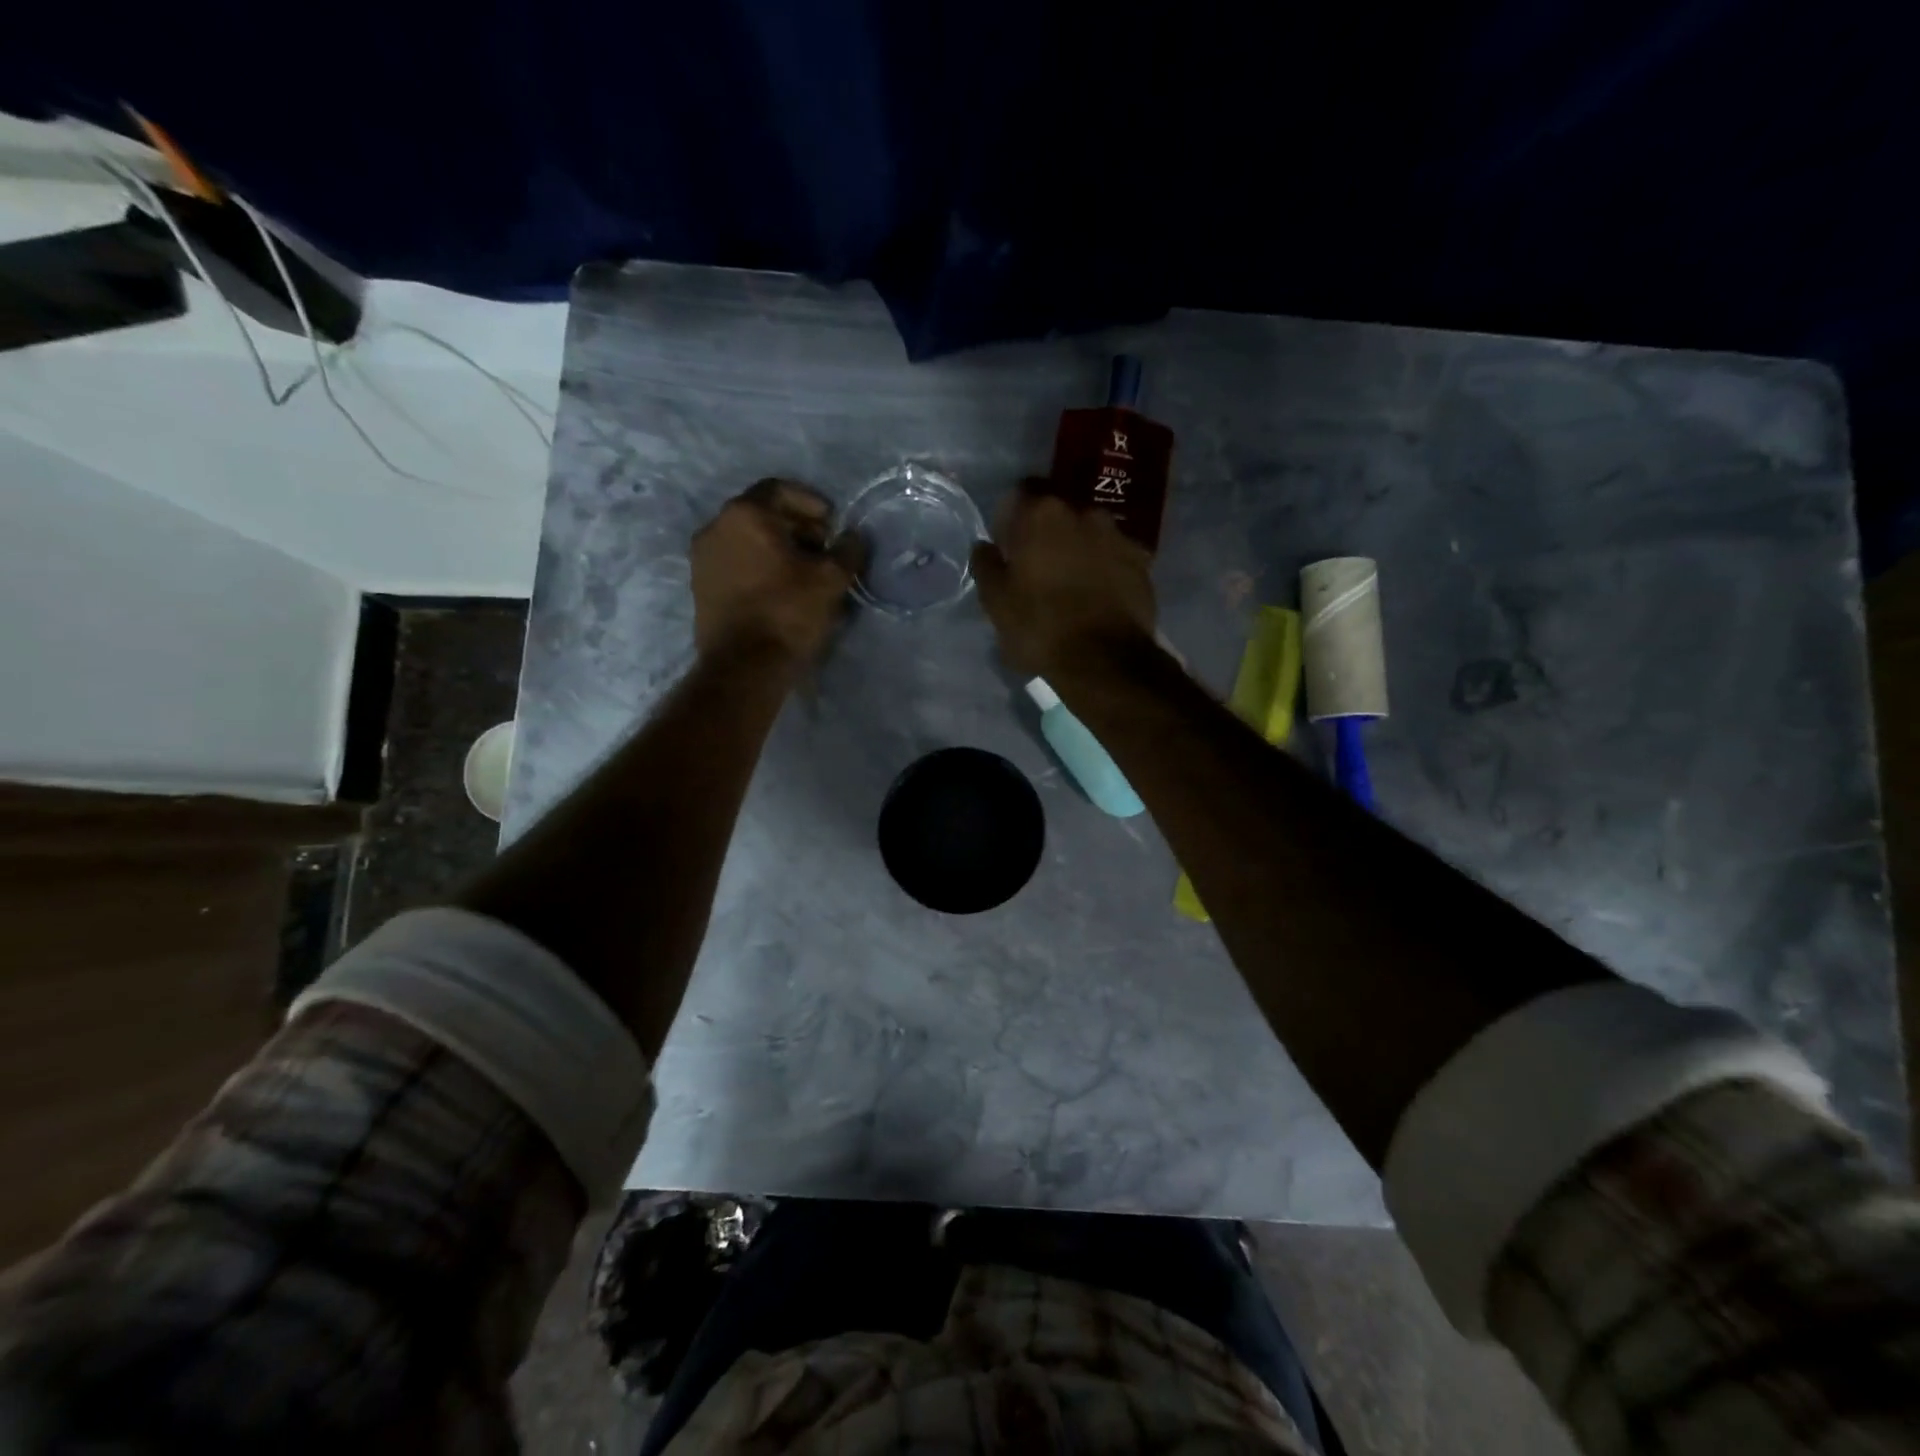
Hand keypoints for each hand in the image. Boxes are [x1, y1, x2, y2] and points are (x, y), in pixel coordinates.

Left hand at [691, 479, 859, 663]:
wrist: (744, 667)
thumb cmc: (788, 613)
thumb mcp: (831, 580)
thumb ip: (847, 550)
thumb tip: (854, 537)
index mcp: (744, 514)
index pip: (780, 489)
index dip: (812, 503)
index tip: (833, 525)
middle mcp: (715, 527)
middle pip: (762, 513)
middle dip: (797, 526)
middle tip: (824, 549)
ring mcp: (702, 558)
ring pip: (747, 539)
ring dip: (778, 547)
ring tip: (806, 572)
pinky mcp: (701, 586)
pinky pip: (736, 562)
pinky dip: (759, 565)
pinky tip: (782, 588)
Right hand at [971, 482, 1156, 678]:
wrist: (1104, 661)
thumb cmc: (1040, 627)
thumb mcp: (996, 602)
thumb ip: (987, 566)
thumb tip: (984, 546)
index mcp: (1042, 514)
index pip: (1019, 495)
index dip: (1010, 520)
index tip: (1007, 547)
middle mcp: (1084, 513)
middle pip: (1058, 514)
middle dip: (1047, 535)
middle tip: (1038, 569)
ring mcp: (1119, 536)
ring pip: (1089, 534)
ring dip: (1078, 550)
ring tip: (1071, 584)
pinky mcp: (1143, 563)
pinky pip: (1115, 557)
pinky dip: (1105, 569)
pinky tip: (1098, 596)